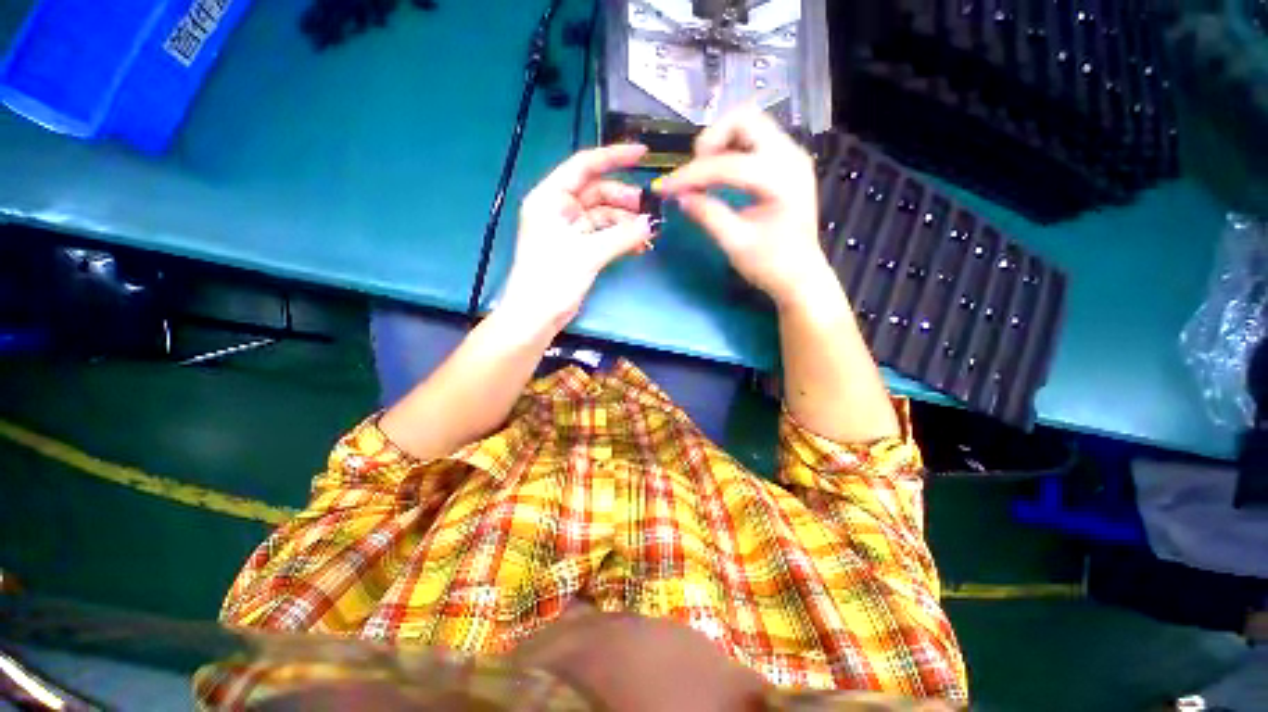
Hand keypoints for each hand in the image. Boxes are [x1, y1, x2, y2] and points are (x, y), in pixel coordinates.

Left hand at [501, 144, 653, 330]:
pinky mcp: (578, 247)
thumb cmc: (552, 279)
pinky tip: (639, 246)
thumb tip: (652, 223)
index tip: (642, 154)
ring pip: (604, 215)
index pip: (584, 166)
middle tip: (650, 210)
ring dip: (626, 223)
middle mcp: (560, 208)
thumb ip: (622, 236)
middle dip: (625, 200)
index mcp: (551, 198)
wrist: (536, 315)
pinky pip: (604, 235)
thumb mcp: (588, 254)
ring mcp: (570, 229)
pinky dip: (620, 238)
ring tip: (649, 233)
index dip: (613, 157)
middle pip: (598, 192)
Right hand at [655, 108, 827, 308]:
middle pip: (745, 119)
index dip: (692, 175)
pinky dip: (730, 151)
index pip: (728, 164)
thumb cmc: (771, 265)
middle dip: (711, 141)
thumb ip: (708, 215)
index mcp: (781, 180)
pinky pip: (754, 141)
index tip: (665, 188)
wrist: (800, 276)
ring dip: (720, 143)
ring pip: (749, 125)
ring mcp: (791, 156)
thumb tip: (679, 196)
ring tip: (703, 175)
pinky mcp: (785, 163)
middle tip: (694, 172)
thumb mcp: (735, 244)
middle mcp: (790, 156)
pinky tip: (718, 176)